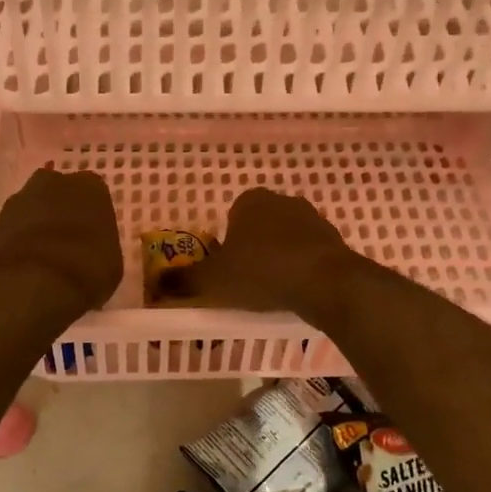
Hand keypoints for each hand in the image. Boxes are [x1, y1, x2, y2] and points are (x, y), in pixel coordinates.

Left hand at [0, 168, 122, 311]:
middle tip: (69, 238)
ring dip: (38, 223)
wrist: (33, 283)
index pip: (94, 193)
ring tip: (45, 253)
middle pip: (60, 192)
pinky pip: (14, 226)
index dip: (92, 214)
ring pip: (34, 207)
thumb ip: (101, 244)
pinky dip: (19, 239)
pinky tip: (26, 261)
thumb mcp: (111, 263)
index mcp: (91, 187)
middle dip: (63, 210)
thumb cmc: (86, 269)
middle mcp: (54, 182)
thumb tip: (93, 249)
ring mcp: (20, 198)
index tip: (93, 233)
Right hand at [171, 188, 359, 313]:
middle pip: (260, 226)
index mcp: (250, 201)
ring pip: (286, 239)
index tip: (227, 270)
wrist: (325, 282)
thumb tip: (155, 284)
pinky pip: (309, 253)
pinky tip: (298, 290)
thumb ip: (184, 281)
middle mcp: (282, 201)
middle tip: (247, 281)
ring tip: (273, 290)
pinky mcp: (334, 238)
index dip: (227, 244)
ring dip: (279, 258)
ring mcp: (312, 217)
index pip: (232, 217)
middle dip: (253, 249)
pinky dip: (302, 267)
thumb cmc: (261, 272)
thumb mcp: (213, 281)